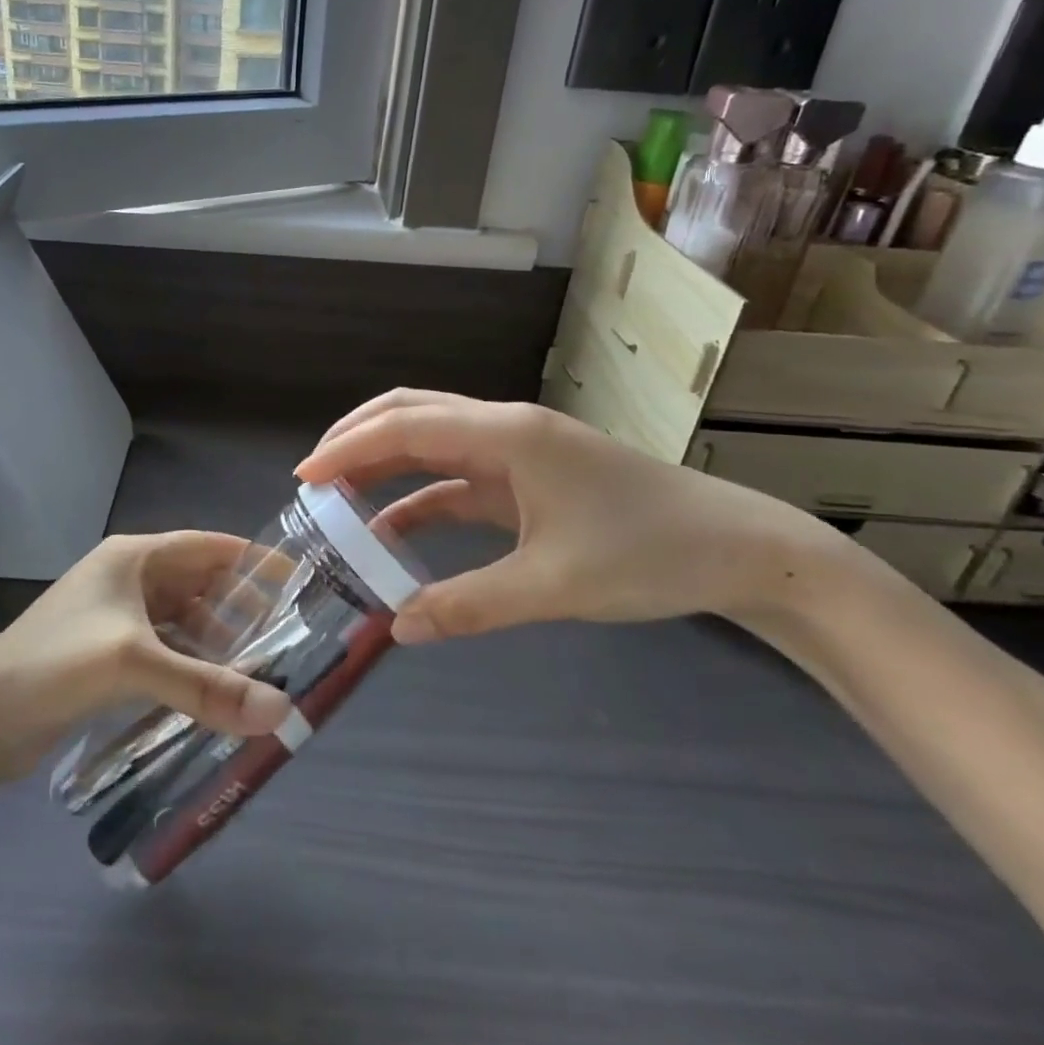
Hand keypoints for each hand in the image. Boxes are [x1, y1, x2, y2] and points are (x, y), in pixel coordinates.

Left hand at [0, 532, 290, 774]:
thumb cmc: (55, 667)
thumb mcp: (134, 665)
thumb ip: (208, 687)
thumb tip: (281, 712)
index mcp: (133, 558)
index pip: (208, 546)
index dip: (252, 561)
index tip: (296, 582)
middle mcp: (127, 578)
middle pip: (198, 583)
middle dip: (239, 607)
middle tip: (284, 637)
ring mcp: (114, 616)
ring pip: (182, 619)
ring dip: (215, 640)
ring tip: (257, 669)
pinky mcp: (105, 652)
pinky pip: (163, 648)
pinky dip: (190, 663)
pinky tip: (213, 690)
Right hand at [297, 390, 861, 644]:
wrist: (738, 549)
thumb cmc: (649, 554)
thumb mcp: (554, 586)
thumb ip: (470, 604)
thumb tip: (397, 630)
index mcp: (507, 436)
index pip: (408, 427)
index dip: (349, 447)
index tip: (304, 476)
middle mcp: (505, 429)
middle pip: (413, 414)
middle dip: (357, 438)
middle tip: (312, 477)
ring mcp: (518, 451)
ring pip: (433, 440)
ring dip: (384, 462)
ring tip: (338, 496)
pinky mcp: (529, 477)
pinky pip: (458, 477)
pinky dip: (420, 495)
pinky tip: (393, 529)